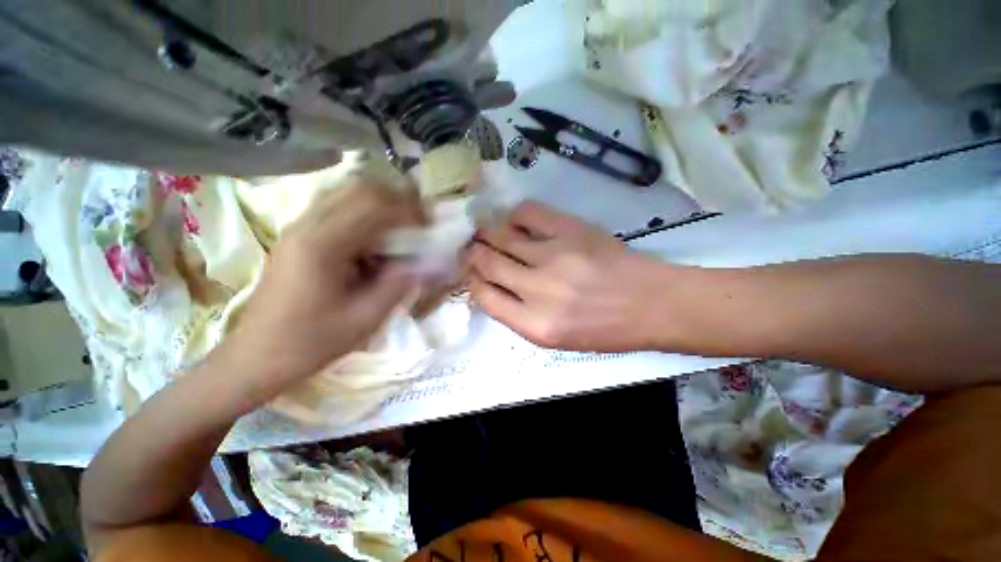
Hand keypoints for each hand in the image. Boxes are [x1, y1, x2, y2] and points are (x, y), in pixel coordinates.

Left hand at [217, 179, 422, 402]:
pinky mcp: (298, 235)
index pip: (373, 205)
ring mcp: (298, 227)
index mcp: (322, 245)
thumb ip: (400, 284)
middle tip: (419, 224)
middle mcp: (307, 225)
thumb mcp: (365, 319)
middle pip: (360, 190)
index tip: (429, 228)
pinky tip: (375, 243)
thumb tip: (430, 259)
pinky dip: (365, 217)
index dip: (408, 211)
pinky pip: (339, 210)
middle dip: (397, 202)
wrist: (257, 357)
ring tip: (403, 231)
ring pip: (348, 195)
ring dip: (382, 207)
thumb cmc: (311, 342)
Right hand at [467, 201, 672, 351]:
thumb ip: (519, 315)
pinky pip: (527, 214)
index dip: (473, 282)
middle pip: (488, 263)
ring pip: (501, 237)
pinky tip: (516, 222)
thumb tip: (492, 287)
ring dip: (486, 233)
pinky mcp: (570, 230)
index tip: (472, 273)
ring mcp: (554, 256)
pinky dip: (514, 216)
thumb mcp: (556, 339)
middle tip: (470, 248)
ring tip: (483, 232)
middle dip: (472, 254)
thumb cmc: (604, 328)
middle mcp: (538, 291)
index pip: (485, 297)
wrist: (650, 303)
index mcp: (534, 325)